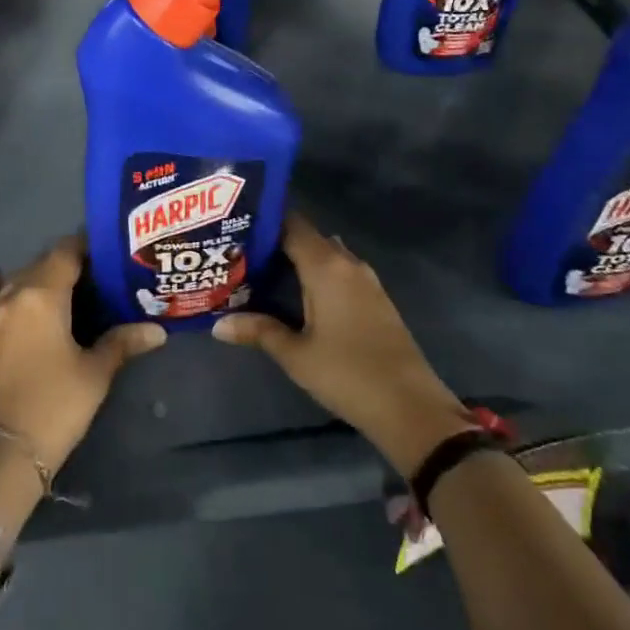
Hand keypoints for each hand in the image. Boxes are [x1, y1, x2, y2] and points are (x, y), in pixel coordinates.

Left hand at [0, 235, 165, 479]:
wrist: (0, 456)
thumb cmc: (55, 407)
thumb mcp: (95, 374)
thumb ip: (122, 343)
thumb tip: (158, 329)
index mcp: (45, 295)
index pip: (66, 253)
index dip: (86, 247)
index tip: (106, 252)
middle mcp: (14, 296)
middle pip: (40, 265)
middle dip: (65, 264)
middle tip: (92, 276)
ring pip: (13, 282)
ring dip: (34, 277)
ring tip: (56, 285)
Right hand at [212, 213, 468, 476]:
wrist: (411, 407)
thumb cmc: (348, 374)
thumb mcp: (296, 355)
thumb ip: (259, 331)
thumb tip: (217, 324)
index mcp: (326, 266)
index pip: (292, 224)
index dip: (264, 221)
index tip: (236, 227)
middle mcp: (347, 263)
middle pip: (308, 237)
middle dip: (277, 242)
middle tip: (242, 253)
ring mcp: (367, 280)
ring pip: (326, 255)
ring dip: (299, 259)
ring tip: (263, 271)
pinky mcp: (376, 299)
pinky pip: (340, 272)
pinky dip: (318, 274)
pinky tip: (298, 294)